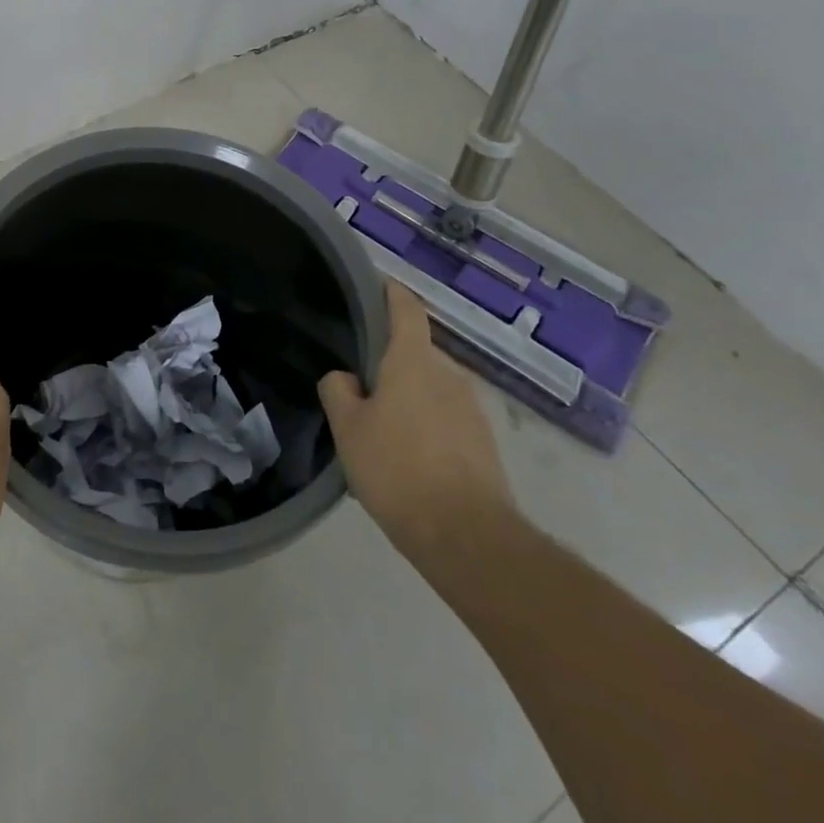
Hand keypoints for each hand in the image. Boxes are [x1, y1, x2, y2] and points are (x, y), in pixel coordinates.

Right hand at [318, 280, 514, 558]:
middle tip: (359, 382)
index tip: (374, 286)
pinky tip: (408, 455)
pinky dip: (426, 423)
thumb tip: (345, 377)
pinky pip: (446, 417)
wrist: (467, 537)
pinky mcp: (484, 443)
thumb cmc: (397, 468)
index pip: (405, 309)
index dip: (390, 293)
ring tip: (381, 425)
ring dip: (409, 395)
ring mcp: (472, 409)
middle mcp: (449, 375)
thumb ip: (339, 391)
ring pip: (431, 387)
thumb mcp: (347, 428)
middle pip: (415, 352)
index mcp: (413, 362)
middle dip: (390, 361)